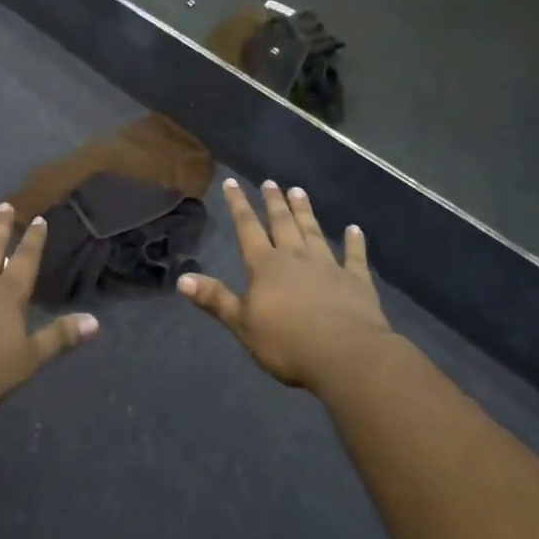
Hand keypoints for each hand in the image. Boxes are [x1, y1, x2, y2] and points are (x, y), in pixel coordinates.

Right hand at [178, 179, 389, 392]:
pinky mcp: (356, 281)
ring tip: (299, 191)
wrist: (346, 355)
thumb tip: (182, 279)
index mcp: (265, 265)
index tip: (231, 182)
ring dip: (305, 211)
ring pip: (313, 231)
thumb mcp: (242, 324)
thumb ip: (215, 299)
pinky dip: (354, 242)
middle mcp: (295, 257)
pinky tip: (355, 229)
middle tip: (270, 182)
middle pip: (282, 223)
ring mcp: (328, 266)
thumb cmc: (287, 343)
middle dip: (273, 202)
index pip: (247, 227)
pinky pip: (354, 256)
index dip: (238, 204)